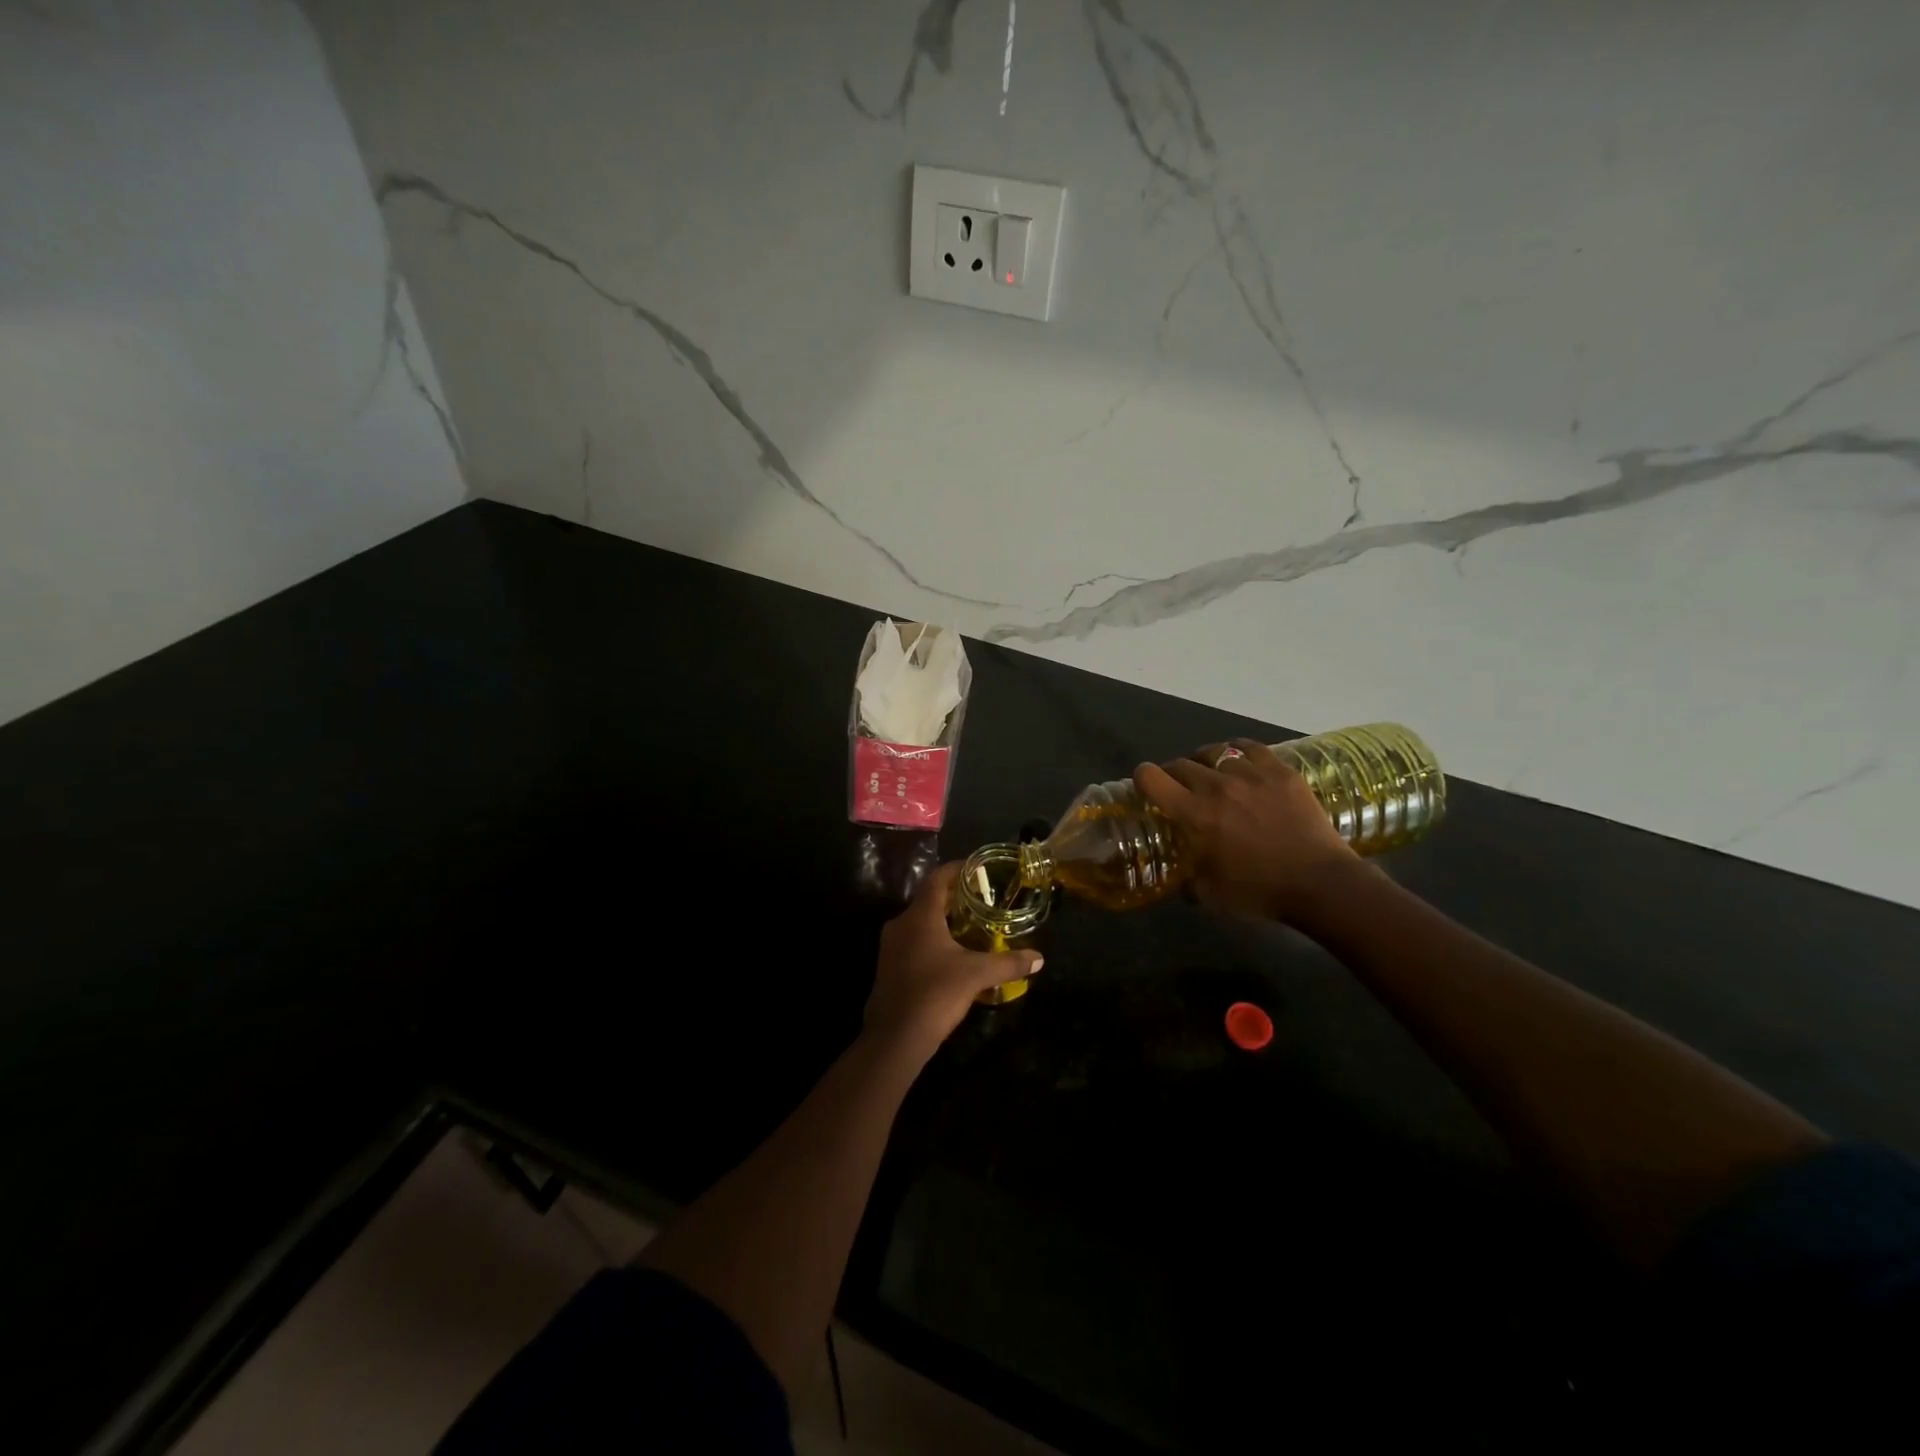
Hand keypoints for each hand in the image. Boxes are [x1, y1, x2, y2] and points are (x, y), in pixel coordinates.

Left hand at [864, 862, 1042, 1058]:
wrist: (894, 1038)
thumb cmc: (935, 994)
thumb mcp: (976, 976)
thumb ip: (1008, 963)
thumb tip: (1039, 958)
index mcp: (920, 916)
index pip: (937, 878)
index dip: (957, 869)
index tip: (977, 868)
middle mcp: (901, 924)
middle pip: (929, 900)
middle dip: (955, 898)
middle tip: (982, 900)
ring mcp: (891, 947)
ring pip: (920, 922)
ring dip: (944, 921)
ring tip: (972, 927)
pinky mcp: (889, 967)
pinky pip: (914, 942)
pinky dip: (933, 940)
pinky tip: (953, 956)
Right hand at [1134, 739, 1358, 921]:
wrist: (1320, 883)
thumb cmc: (1259, 892)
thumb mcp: (1210, 894)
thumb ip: (1188, 880)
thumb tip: (1181, 878)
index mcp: (1194, 814)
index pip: (1152, 778)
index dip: (1142, 777)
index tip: (1145, 783)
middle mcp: (1216, 786)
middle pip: (1181, 763)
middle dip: (1174, 773)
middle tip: (1180, 787)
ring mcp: (1251, 774)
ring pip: (1215, 752)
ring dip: (1206, 762)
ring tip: (1213, 773)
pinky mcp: (1280, 771)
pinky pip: (1250, 747)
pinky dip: (1238, 751)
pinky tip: (1241, 762)